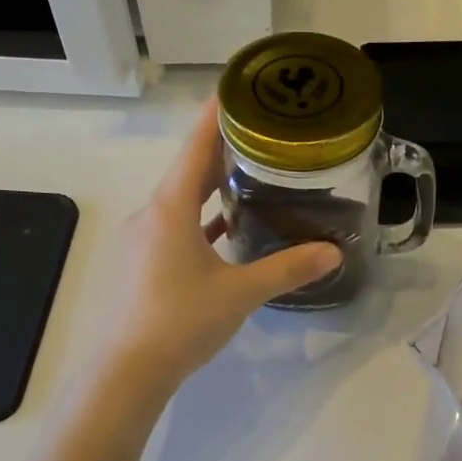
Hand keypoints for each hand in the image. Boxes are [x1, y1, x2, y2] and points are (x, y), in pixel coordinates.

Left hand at [97, 101, 340, 392]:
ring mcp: (142, 240)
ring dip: (211, 189)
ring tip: (251, 179)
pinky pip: (175, 229)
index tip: (241, 89)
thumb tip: (333, 253)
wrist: (128, 370)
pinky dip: (200, 223)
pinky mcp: (141, 264)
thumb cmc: (181, 321)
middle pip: (189, 171)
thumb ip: (287, 269)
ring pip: (181, 202)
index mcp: (170, 208)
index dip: (218, 115)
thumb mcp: (240, 293)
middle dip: (223, 152)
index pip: (196, 146)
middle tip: (264, 136)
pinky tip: (224, 231)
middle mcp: (151, 215)